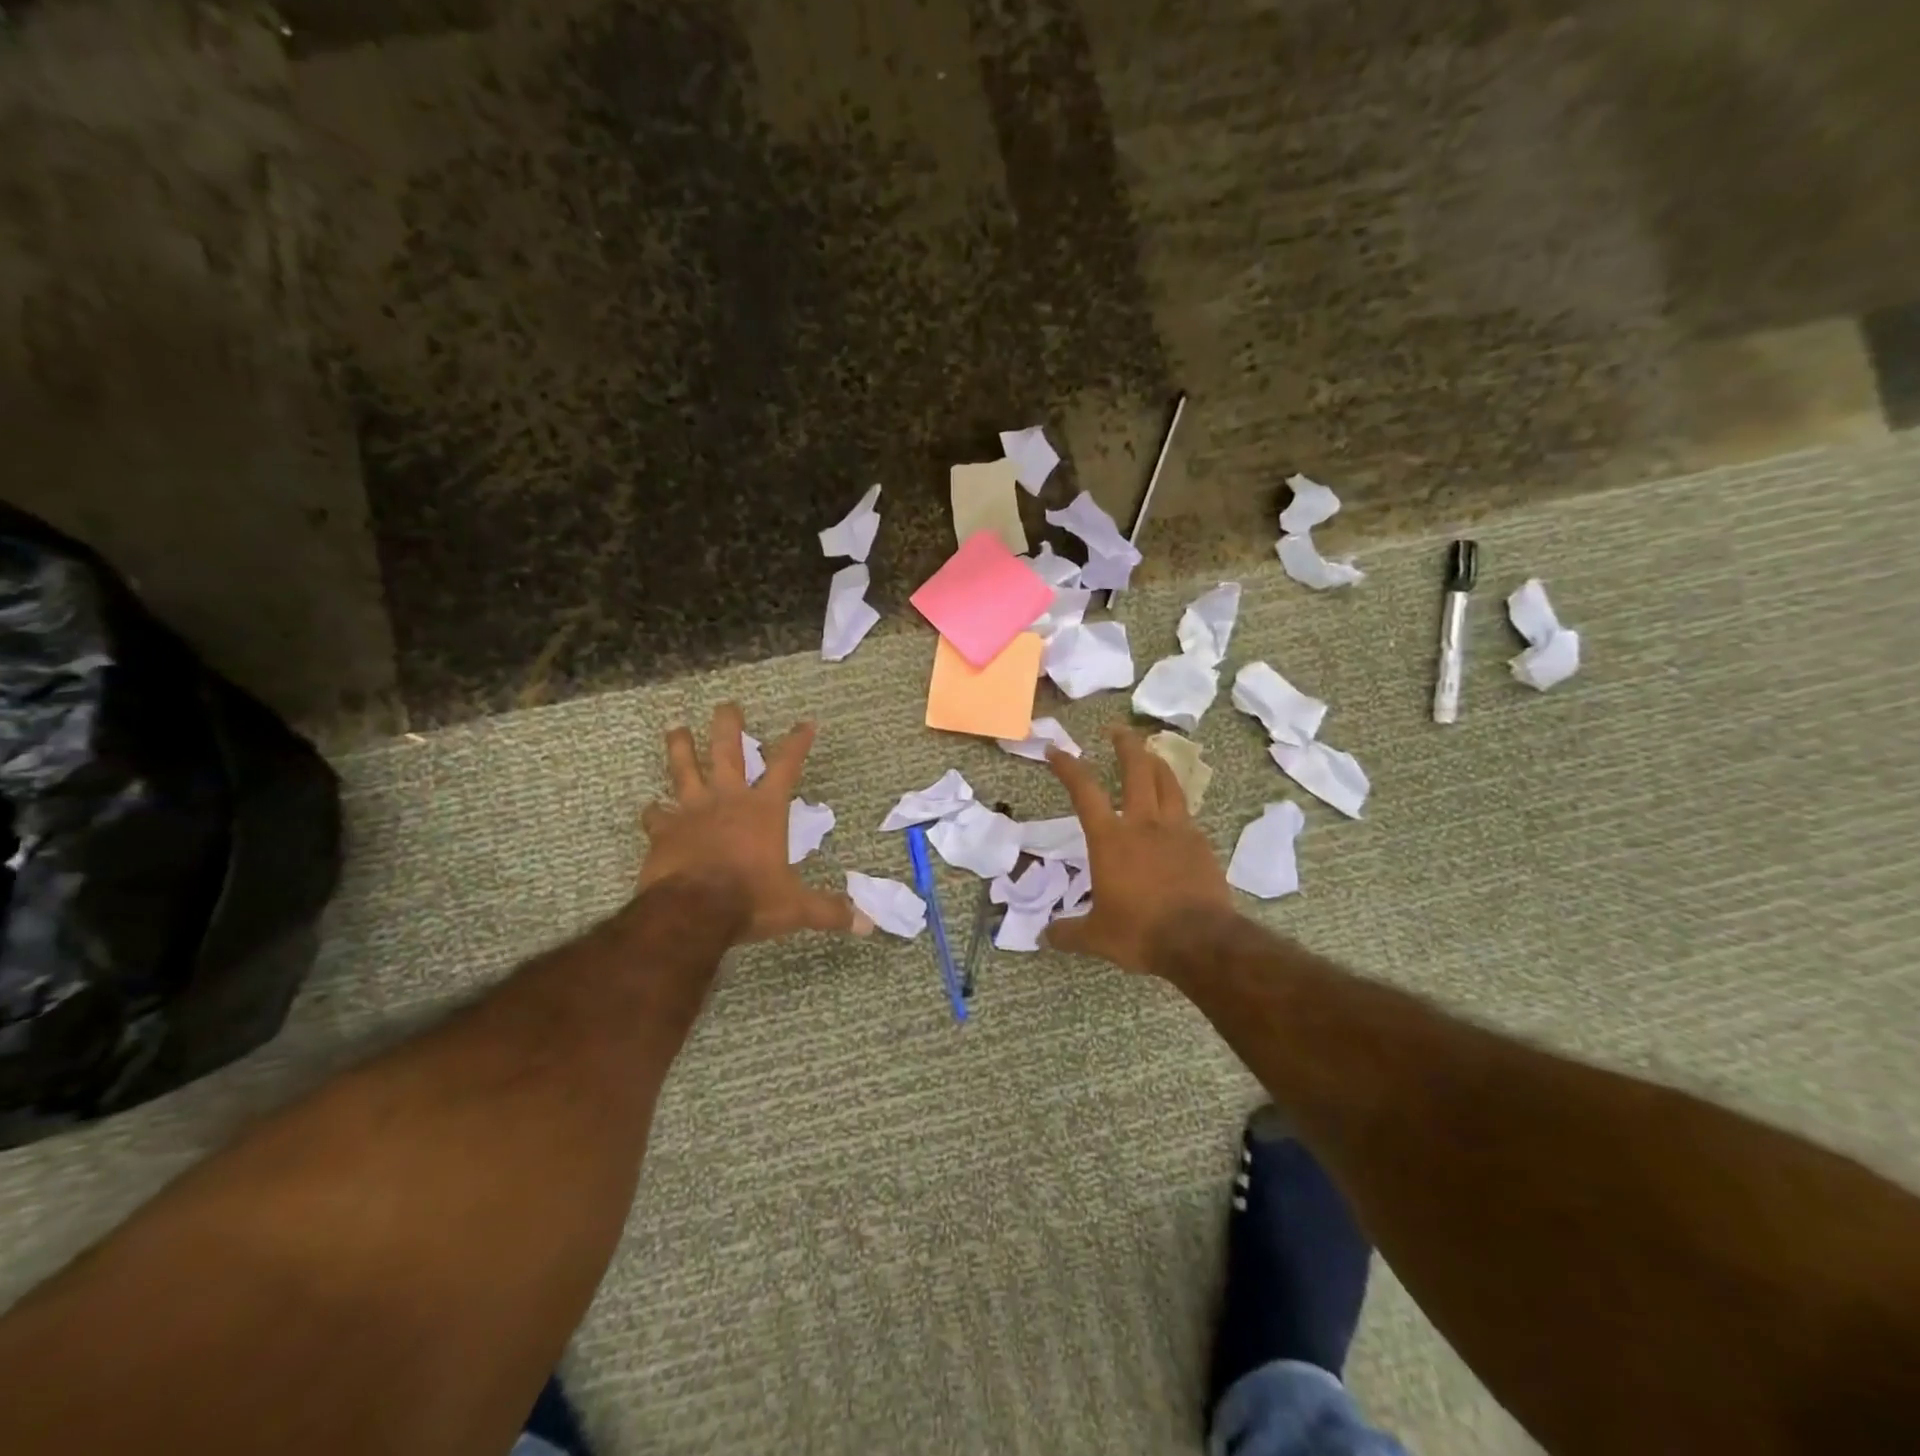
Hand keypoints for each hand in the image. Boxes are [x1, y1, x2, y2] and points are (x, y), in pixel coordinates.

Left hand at [639, 703, 862, 942]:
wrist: (693, 911)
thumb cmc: (750, 900)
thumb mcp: (796, 907)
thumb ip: (828, 911)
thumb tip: (866, 925)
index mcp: (764, 810)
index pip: (786, 765)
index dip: (797, 742)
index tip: (806, 722)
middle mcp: (728, 800)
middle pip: (727, 751)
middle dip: (729, 726)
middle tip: (727, 705)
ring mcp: (692, 812)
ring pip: (683, 769)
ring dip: (680, 748)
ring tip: (675, 729)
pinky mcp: (663, 832)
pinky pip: (655, 815)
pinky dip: (653, 811)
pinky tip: (649, 808)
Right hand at [1042, 727, 1234, 974]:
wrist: (1200, 941)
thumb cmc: (1140, 932)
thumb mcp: (1096, 936)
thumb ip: (1068, 932)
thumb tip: (1043, 936)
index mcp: (1110, 839)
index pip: (1084, 790)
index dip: (1068, 766)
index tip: (1057, 750)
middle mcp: (1143, 824)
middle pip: (1136, 769)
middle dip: (1125, 744)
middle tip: (1117, 730)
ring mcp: (1177, 830)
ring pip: (1168, 782)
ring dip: (1156, 763)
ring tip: (1150, 754)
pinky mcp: (1201, 844)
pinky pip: (1187, 812)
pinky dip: (1176, 802)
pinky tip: (1174, 810)